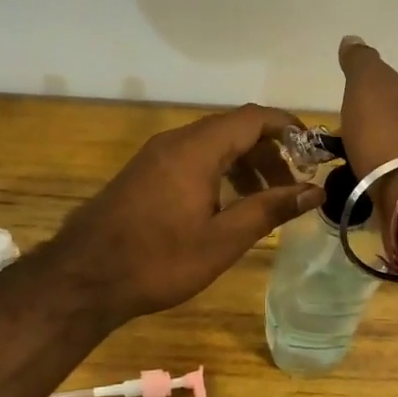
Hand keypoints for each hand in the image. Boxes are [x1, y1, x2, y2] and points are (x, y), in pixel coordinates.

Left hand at [51, 105, 325, 322]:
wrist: (83, 277)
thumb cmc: (159, 260)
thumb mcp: (223, 239)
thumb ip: (269, 210)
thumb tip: (313, 191)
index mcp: (197, 149)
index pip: (253, 118)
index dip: (288, 128)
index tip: (314, 149)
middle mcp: (175, 142)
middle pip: (233, 130)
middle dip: (268, 152)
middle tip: (292, 185)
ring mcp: (154, 156)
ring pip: (211, 145)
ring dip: (243, 164)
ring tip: (263, 200)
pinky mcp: (142, 174)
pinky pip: (190, 159)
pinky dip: (217, 172)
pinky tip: (224, 206)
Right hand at [337, 36, 397, 212]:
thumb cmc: (384, 133)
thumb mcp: (367, 86)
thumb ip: (360, 63)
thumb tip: (352, 38)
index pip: (388, 86)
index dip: (365, 94)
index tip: (346, 107)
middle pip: (393, 117)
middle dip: (372, 124)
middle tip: (345, 137)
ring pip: (396, 147)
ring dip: (378, 151)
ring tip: (352, 163)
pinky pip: (396, 174)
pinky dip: (383, 174)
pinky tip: (370, 182)